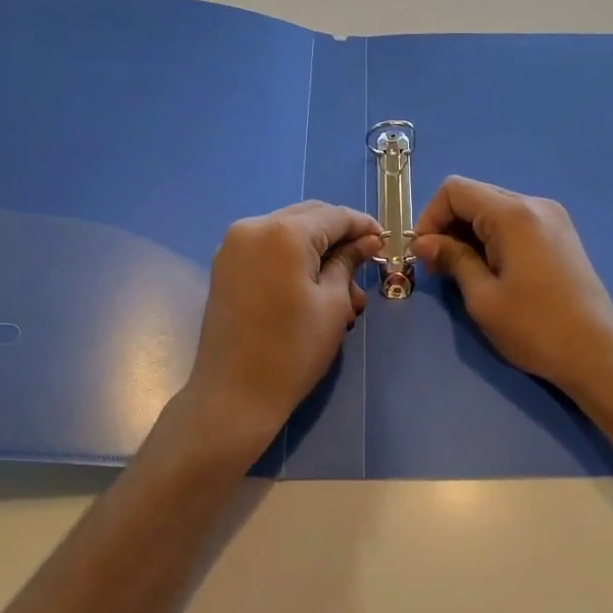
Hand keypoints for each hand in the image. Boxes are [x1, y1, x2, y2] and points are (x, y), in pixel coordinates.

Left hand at [181, 201, 382, 456]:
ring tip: (346, 294)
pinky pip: (269, 250)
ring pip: (289, 234)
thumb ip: (349, 262)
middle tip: (366, 264)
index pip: (334, 215)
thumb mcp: (332, 303)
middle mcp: (253, 227)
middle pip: (309, 218)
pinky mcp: (226, 267)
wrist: (233, 396)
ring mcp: (233, 246)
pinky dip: (294, 261)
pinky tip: (314, 290)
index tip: (387, 241)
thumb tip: (368, 240)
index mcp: (283, 231)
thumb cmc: (293, 350)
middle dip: (340, 238)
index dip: (364, 226)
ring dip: (318, 253)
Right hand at [414, 177, 612, 397]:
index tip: (424, 253)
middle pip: (475, 196)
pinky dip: (494, 237)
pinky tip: (492, 270)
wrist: (597, 354)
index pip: (454, 190)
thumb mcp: (483, 296)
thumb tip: (423, 242)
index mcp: (513, 214)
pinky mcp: (561, 235)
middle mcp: (534, 204)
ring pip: (494, 209)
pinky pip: (515, 222)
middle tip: (438, 268)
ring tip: (463, 272)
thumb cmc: (534, 327)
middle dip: (448, 225)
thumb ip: (452, 259)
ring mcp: (552, 218)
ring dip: (470, 233)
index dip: (430, 217)